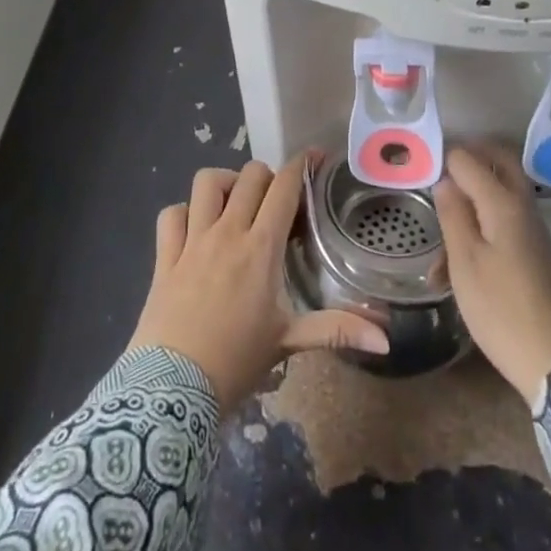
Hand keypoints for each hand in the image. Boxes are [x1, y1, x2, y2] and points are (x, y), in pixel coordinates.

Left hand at [128, 156, 388, 410]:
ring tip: (235, 203)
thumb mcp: (288, 342)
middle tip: (276, 200)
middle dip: (267, 177)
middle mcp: (227, 232)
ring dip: (225, 184)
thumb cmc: (237, 363)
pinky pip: (171, 214)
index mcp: (261, 247)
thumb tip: (386, 338)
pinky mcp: (165, 256)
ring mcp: (192, 241)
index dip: (301, 165)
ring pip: (206, 183)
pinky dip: (184, 212)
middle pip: (249, 175)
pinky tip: (195, 227)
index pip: (284, 187)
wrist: (173, 392)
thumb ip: (337, 330)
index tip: (314, 157)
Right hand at [434, 145, 550, 404]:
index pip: (470, 159)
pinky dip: (481, 222)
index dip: (445, 158)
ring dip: (472, 194)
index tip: (421, 167)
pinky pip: (503, 218)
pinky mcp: (532, 250)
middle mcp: (522, 206)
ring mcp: (530, 228)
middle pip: (498, 162)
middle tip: (440, 166)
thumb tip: (445, 180)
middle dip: (469, 158)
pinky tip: (456, 256)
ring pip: (499, 192)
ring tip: (441, 221)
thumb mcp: (465, 261)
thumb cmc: (500, 308)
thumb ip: (453, 214)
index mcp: (503, 202)